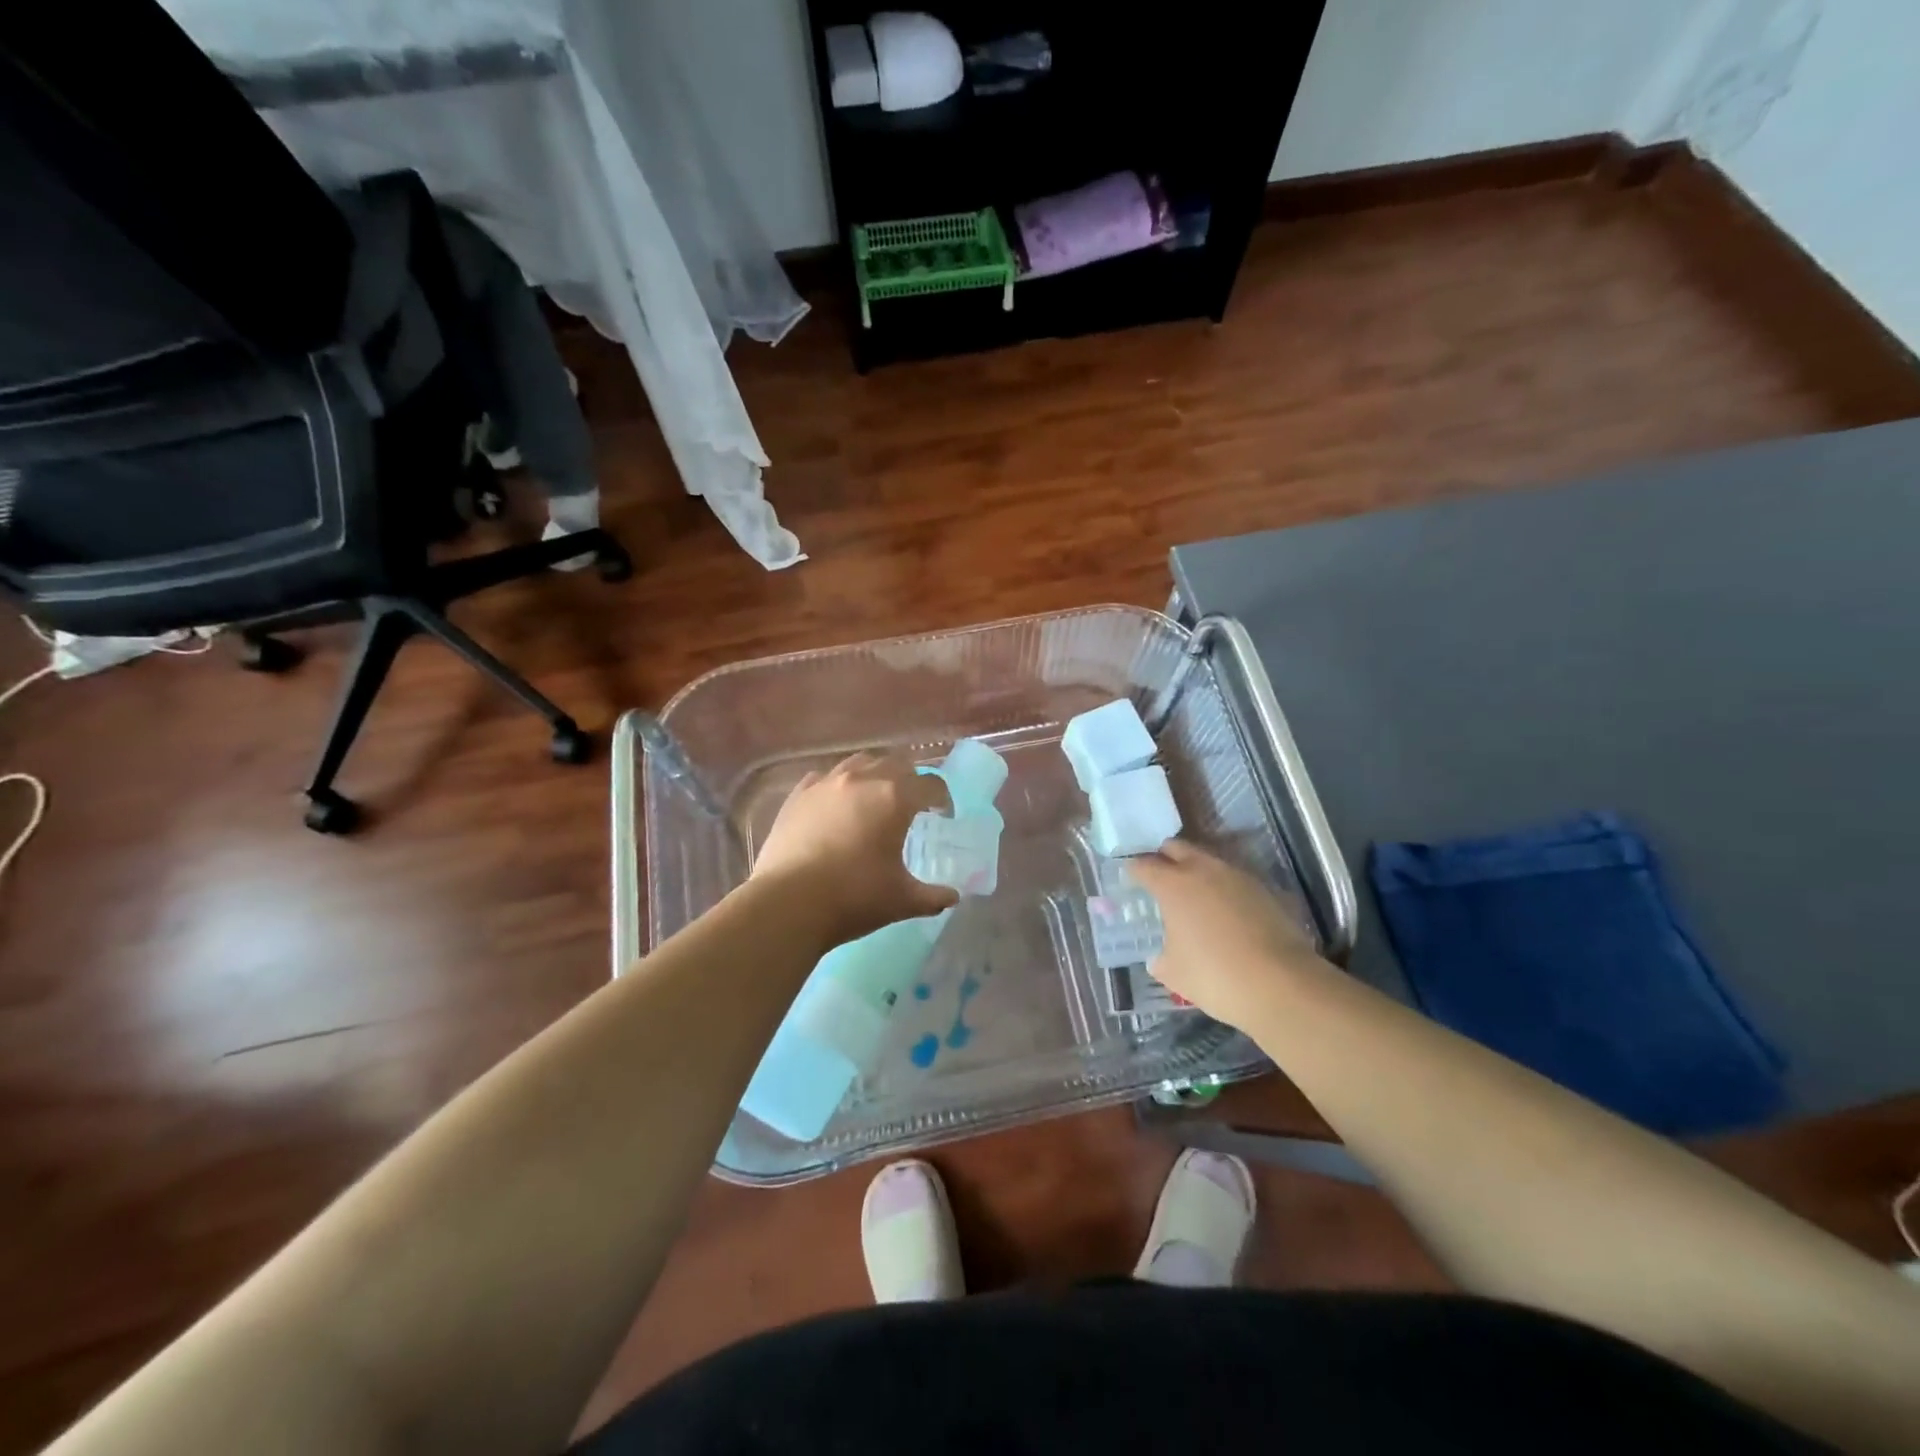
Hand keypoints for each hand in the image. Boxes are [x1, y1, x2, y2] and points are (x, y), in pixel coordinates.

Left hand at [751, 750, 958, 944]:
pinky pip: (824, 777)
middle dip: (910, 780)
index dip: (942, 798)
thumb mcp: (902, 900)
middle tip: (912, 805)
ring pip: (859, 763)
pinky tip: (836, 805)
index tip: (943, 815)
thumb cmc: (854, 898)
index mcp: (895, 798)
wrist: (787, 903)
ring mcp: (826, 784)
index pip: (930, 784)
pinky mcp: (797, 795)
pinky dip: (838, 786)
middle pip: (896, 764)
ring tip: (874, 798)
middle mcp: (862, 779)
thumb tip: (952, 897)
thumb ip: (932, 897)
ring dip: (874, 775)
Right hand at [1125, 840, 1325, 1026]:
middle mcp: (1203, 870)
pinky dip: (1223, 888)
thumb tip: (1159, 957)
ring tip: (1193, 894)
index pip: (1144, 865)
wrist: (1281, 984)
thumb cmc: (1215, 976)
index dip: (1134, 870)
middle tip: (1159, 876)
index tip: (1130, 877)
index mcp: (1173, 885)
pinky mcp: (1265, 890)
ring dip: (1196, 870)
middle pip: (1177, 848)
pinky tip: (1224, 911)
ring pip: (1209, 860)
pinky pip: (1234, 879)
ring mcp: (1238, 877)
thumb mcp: (1174, 973)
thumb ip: (1161, 959)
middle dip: (1164, 857)